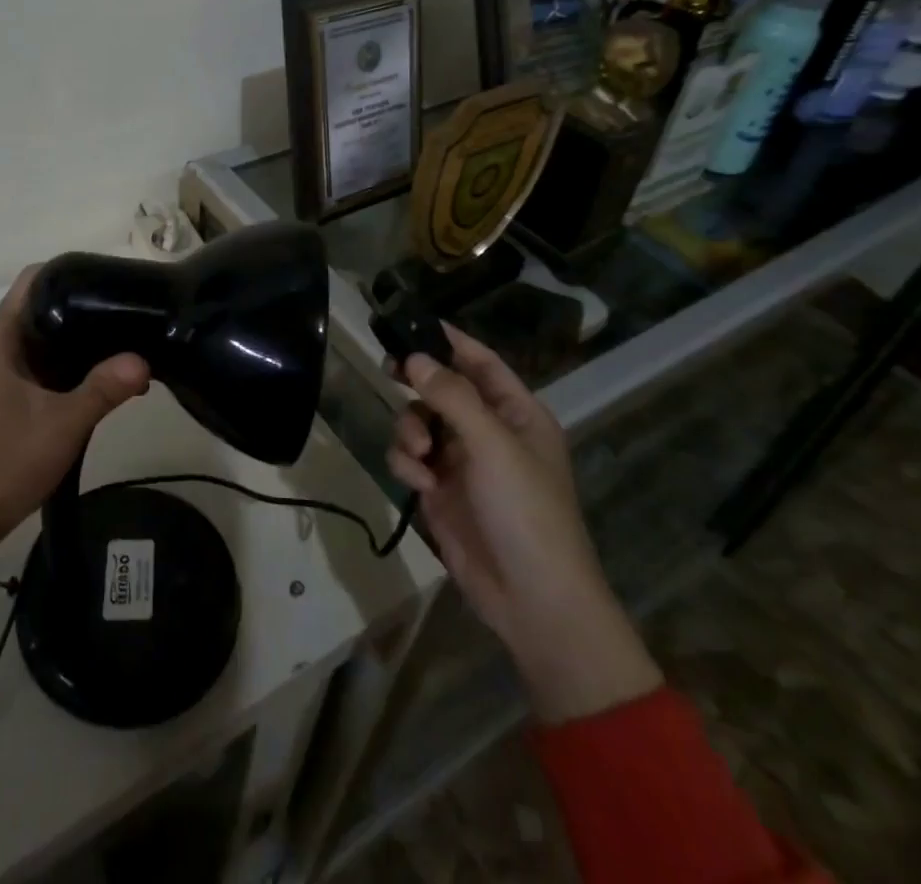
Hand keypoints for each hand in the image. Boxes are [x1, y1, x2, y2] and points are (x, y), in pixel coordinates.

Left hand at [0, 268, 150, 626]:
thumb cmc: (5, 461)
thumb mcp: (62, 423)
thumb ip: (104, 389)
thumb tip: (144, 359)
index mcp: (1, 338)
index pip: (33, 280)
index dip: (68, 271)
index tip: (109, 277)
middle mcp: (0, 346)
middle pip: (45, 304)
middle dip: (85, 303)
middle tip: (130, 307)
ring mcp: (5, 371)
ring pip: (49, 336)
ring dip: (83, 337)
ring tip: (129, 338)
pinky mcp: (13, 393)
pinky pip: (48, 363)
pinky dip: (76, 363)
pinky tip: (112, 377)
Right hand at [389, 324, 661, 723]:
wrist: (532, 600)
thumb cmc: (526, 511)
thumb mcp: (493, 446)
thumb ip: (452, 396)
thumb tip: (414, 357)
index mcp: (516, 413)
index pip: (480, 361)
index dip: (449, 339)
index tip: (411, 321)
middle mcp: (488, 430)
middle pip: (442, 387)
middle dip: (417, 382)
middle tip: (388, 369)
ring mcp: (462, 461)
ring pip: (419, 420)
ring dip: (410, 429)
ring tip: (419, 452)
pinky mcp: (440, 490)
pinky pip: (410, 457)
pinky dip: (407, 462)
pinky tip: (419, 483)